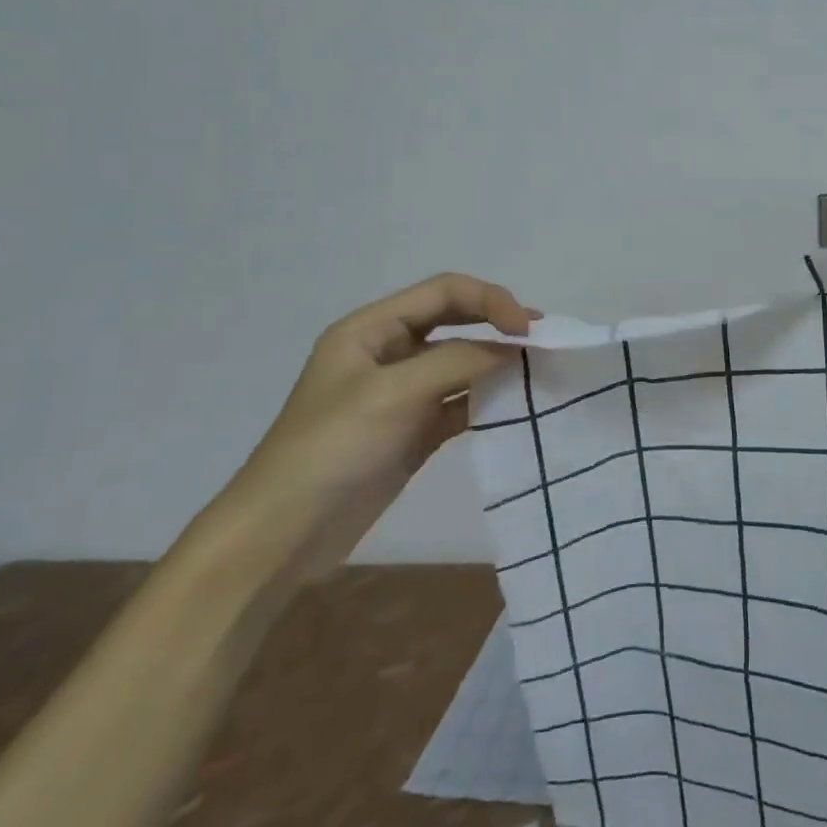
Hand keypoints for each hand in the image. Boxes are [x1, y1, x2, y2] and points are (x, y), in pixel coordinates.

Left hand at [211, 272, 536, 580]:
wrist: (283, 534)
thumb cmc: (331, 448)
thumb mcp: (393, 393)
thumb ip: (459, 362)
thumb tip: (516, 349)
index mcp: (371, 329)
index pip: (444, 292)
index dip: (490, 300)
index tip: (527, 329)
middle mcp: (388, 352)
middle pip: (455, 321)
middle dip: (498, 323)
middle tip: (543, 338)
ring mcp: (402, 393)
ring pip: (462, 362)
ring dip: (498, 362)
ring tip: (539, 369)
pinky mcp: (414, 429)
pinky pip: (460, 401)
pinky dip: (488, 399)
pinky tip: (515, 405)